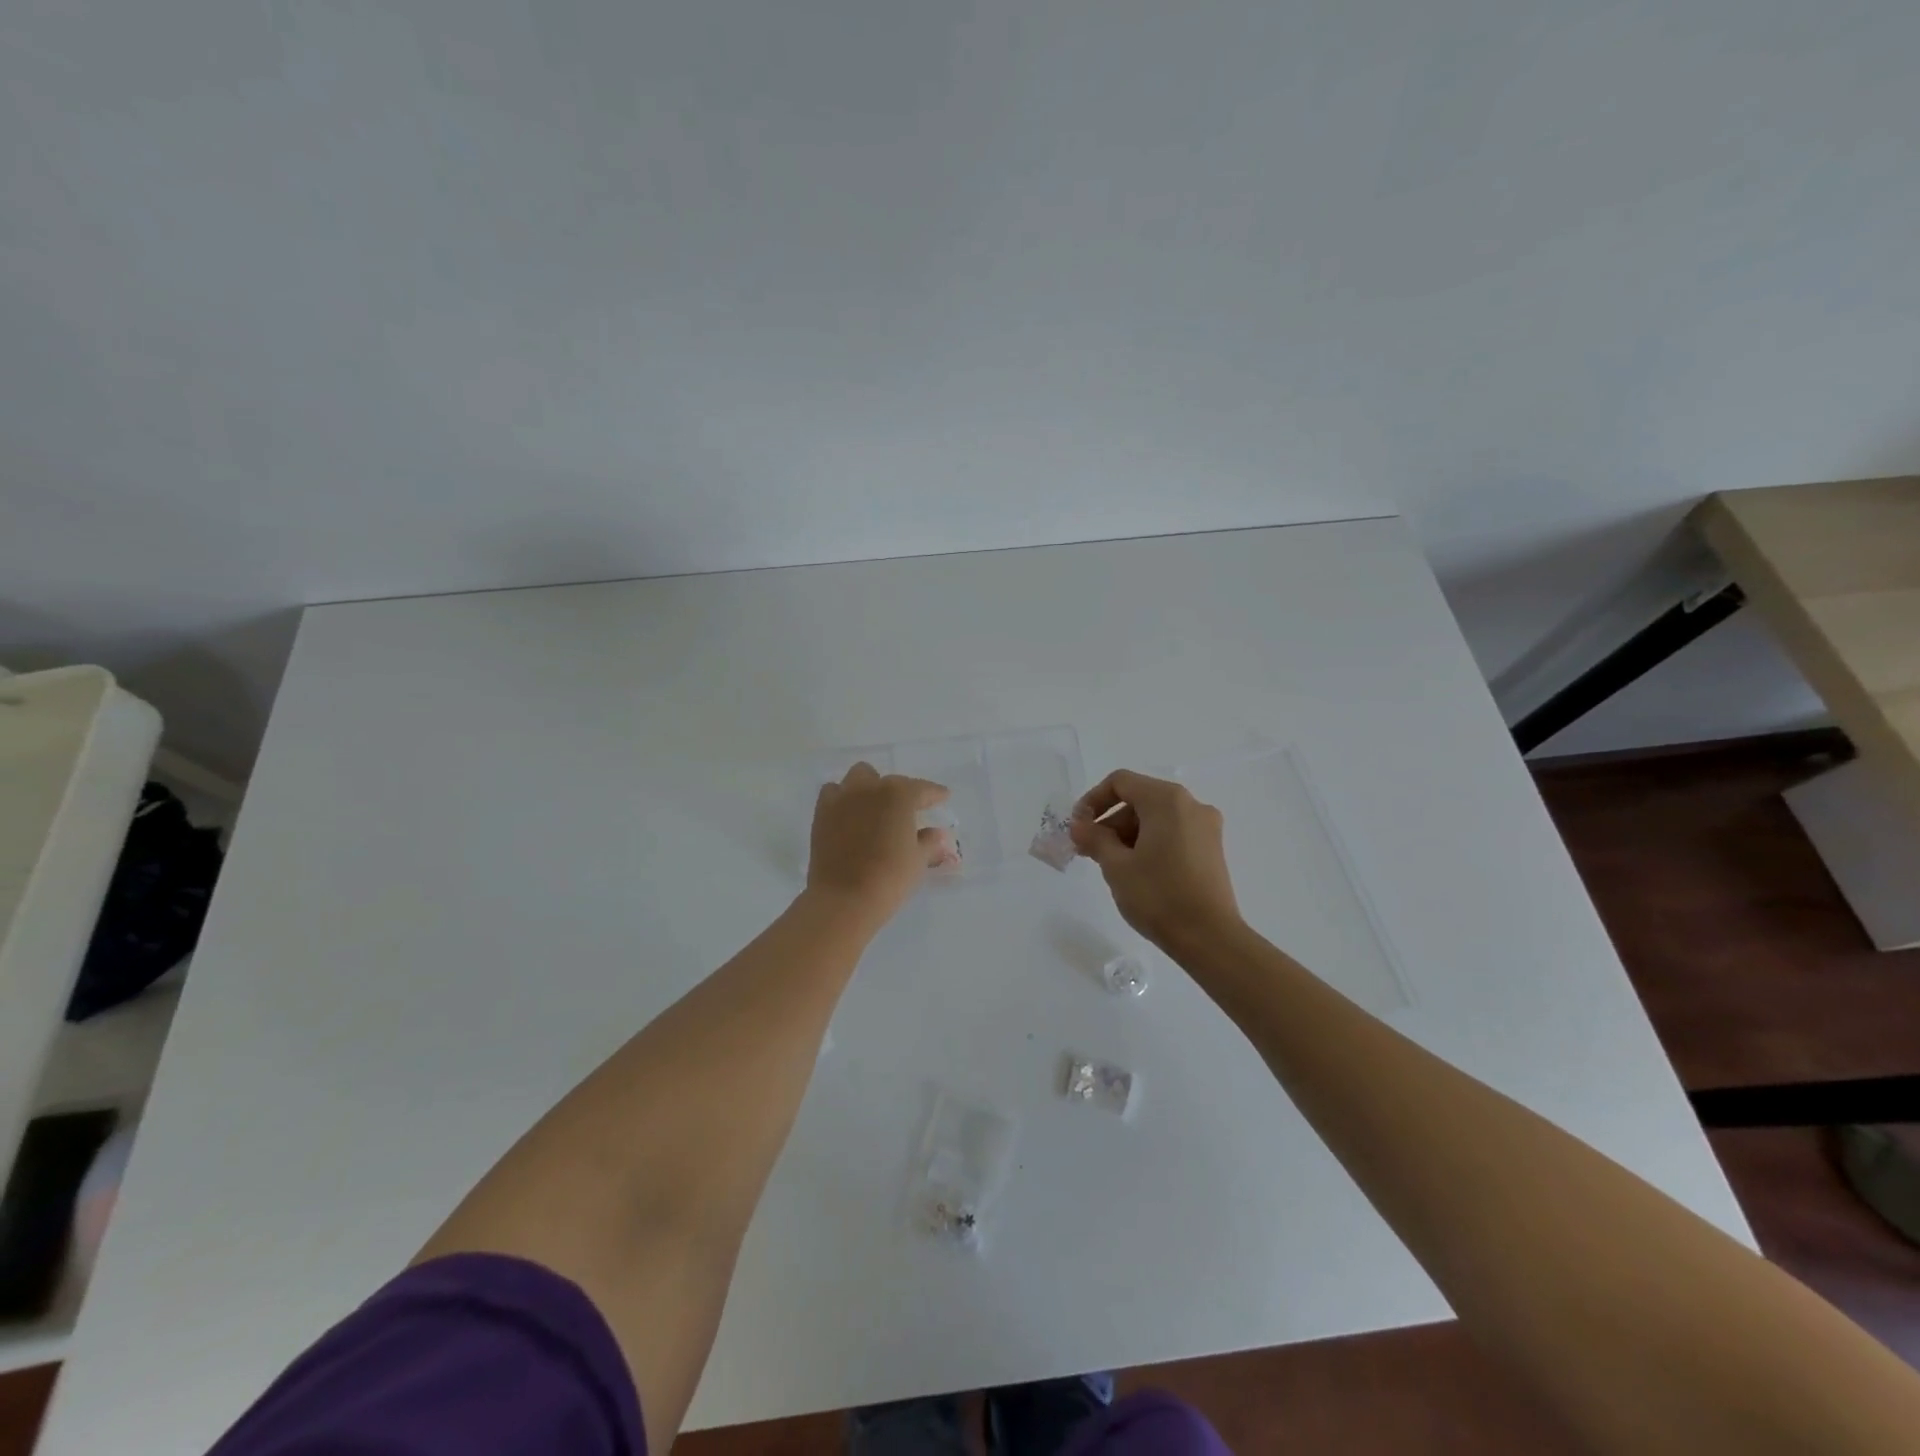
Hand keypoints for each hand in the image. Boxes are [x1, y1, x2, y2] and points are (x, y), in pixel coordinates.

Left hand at [806, 763, 950, 928]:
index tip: (943, 796)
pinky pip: (833, 792)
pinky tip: (851, 814)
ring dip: (870, 787)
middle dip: (902, 793)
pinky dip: (844, 797)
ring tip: (876, 806)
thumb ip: (929, 842)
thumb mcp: (918, 860)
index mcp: (899, 795)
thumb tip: (935, 834)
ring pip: (859, 777)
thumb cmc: (890, 878)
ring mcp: (842, 798)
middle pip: (890, 781)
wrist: (844, 898)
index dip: (935, 794)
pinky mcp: (822, 812)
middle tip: (909, 811)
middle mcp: (870, 788)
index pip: (922, 789)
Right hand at [1069, 769, 1241, 950]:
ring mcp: (1205, 827)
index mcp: (1167, 800)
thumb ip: (1094, 838)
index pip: (1121, 782)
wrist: (1210, 938)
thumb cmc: (1158, 896)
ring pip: (1155, 817)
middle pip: (1139, 799)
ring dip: (1128, 834)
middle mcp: (1191, 805)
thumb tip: (1080, 825)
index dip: (1093, 800)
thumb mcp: (1116, 866)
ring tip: (1110, 865)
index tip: (1078, 827)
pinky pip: (1172, 832)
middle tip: (1088, 851)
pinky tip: (1136, 871)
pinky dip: (1149, 842)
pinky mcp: (1211, 849)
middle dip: (1110, 821)